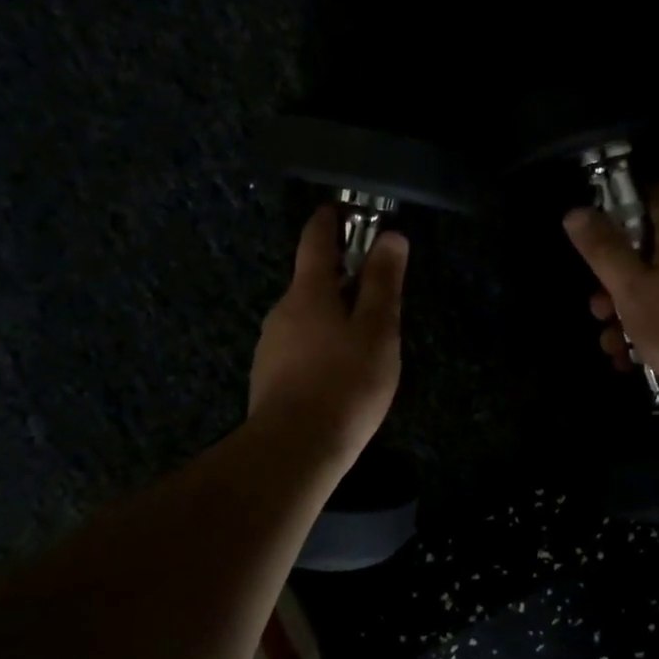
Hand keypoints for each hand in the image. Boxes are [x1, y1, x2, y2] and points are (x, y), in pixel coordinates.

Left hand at [249, 205, 407, 469]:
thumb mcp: (377, 330)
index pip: (315, 240)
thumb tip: (390, 236)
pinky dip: (319, 344)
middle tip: (374, 289)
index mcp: (308, 291)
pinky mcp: (268, 375)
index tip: (341, 208)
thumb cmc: (344, 383)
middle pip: (311, 280)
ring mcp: (270, 344)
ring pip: (305, 316)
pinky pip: (298, 345)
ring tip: (363, 339)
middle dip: (340, 276)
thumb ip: (382, 282)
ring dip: (331, 314)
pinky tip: (338, 372)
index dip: (329, 220)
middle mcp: (282, 309)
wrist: (293, 450)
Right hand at [563, 183, 658, 424]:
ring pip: (654, 288)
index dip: (626, 195)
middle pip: (646, 250)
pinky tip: (629, 359)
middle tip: (597, 306)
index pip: (657, 194)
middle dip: (614, 278)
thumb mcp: (631, 289)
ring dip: (625, 313)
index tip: (598, 213)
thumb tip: (575, 211)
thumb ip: (603, 250)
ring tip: (610, 344)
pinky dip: (648, 330)